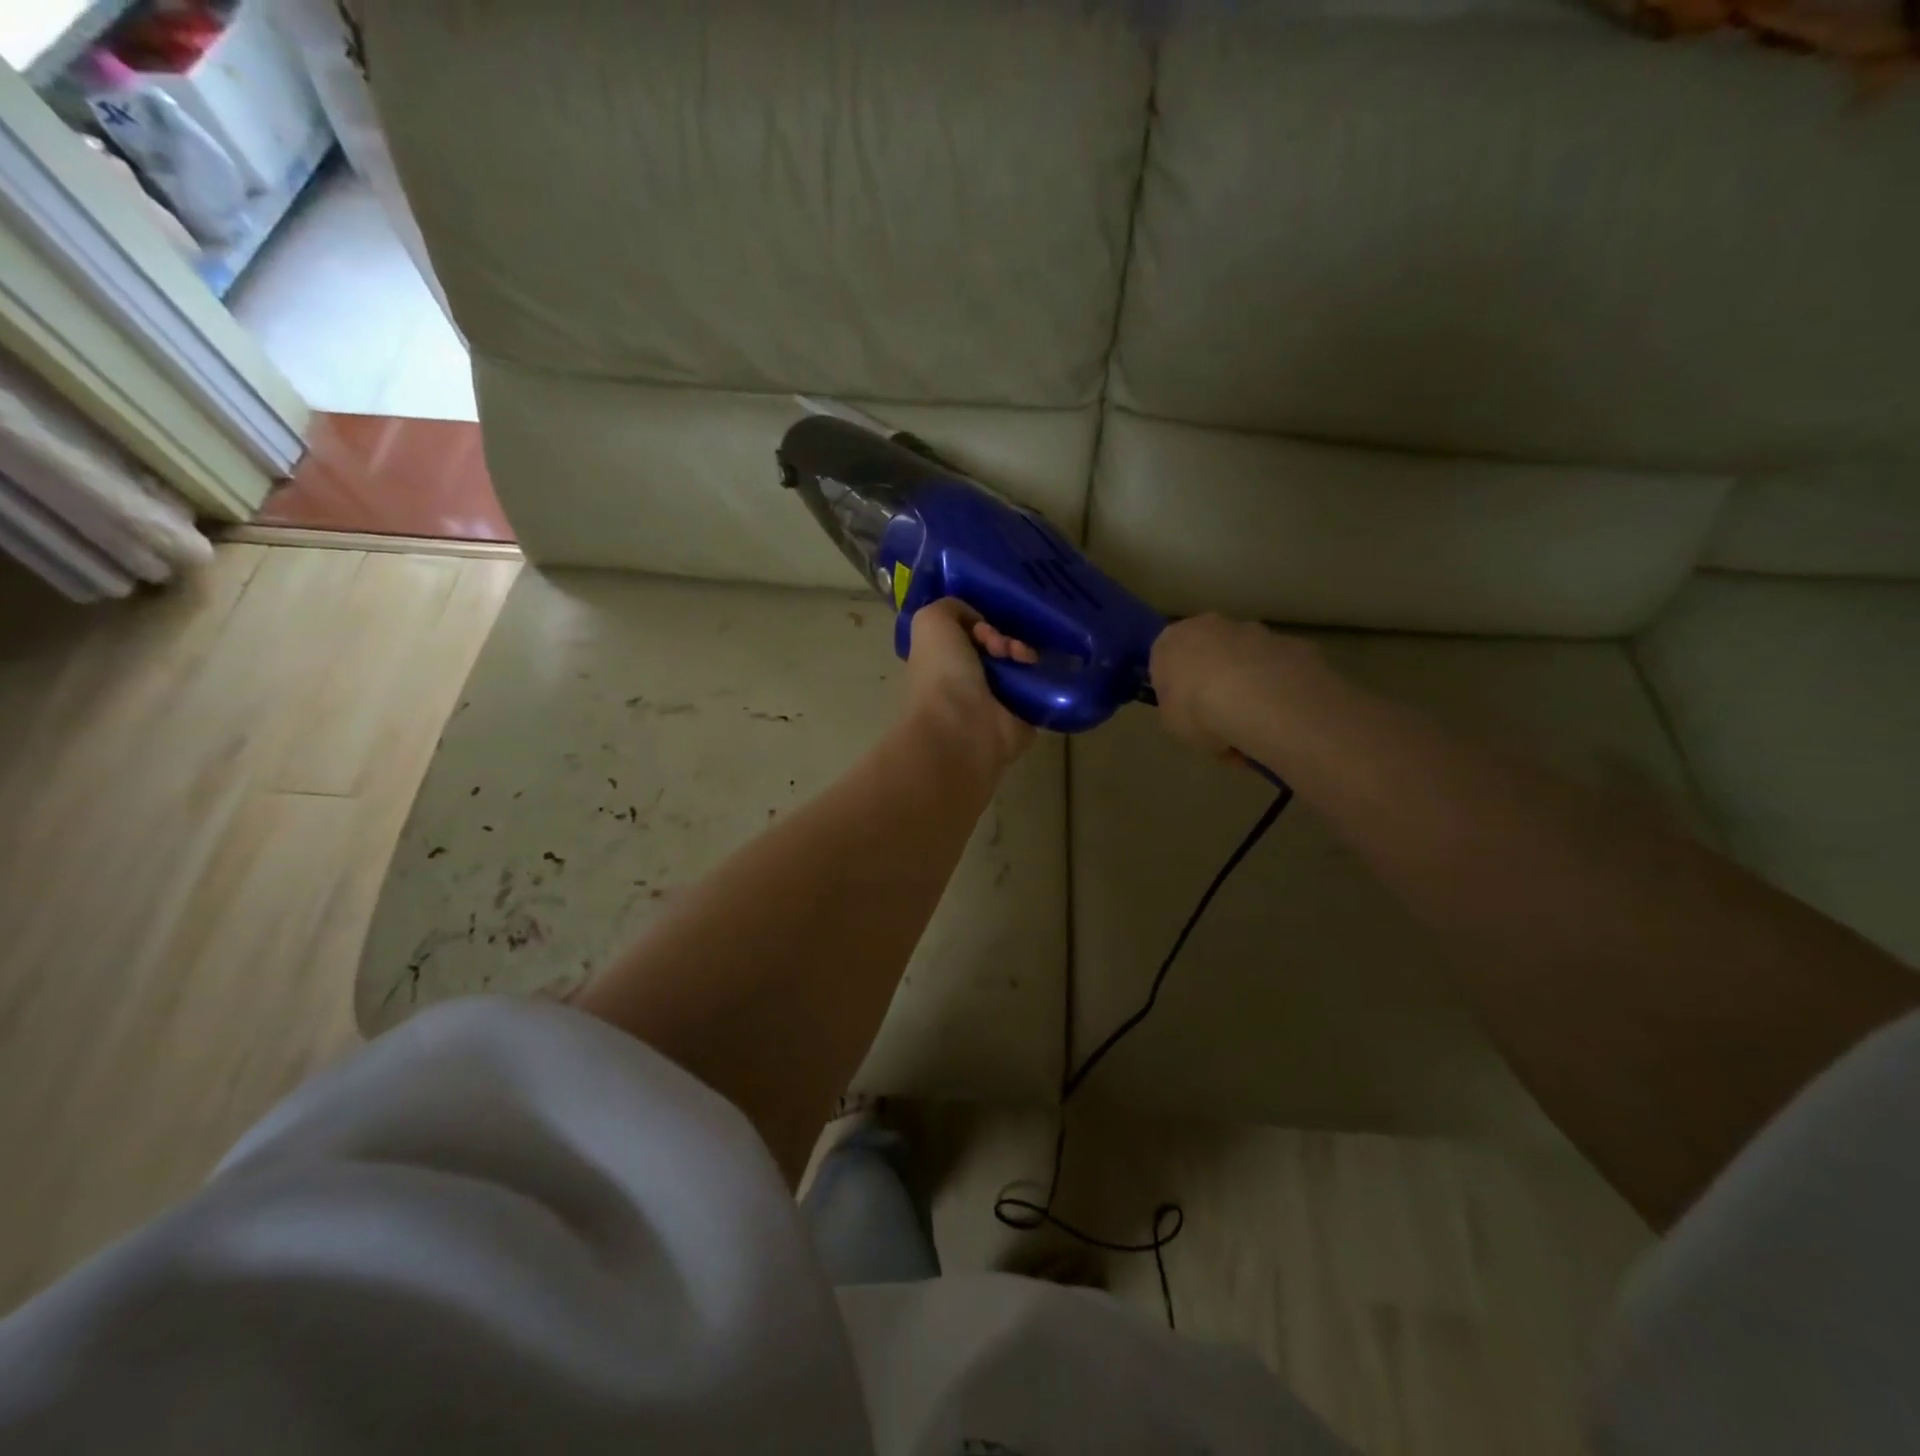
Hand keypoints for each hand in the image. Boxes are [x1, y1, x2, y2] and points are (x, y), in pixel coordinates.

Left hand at [905, 598, 1035, 772]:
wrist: (963, 727)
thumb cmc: (942, 674)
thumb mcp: (931, 622)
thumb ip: (950, 608)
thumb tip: (978, 622)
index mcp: (942, 663)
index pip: (968, 635)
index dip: (979, 623)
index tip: (983, 626)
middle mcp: (967, 682)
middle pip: (997, 647)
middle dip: (1005, 638)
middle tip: (1004, 647)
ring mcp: (996, 702)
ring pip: (1020, 666)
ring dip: (1025, 653)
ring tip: (1024, 658)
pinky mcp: (1023, 718)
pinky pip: (1040, 690)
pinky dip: (1044, 677)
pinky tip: (1036, 672)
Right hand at [1150, 614, 1323, 759]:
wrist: (1260, 701)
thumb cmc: (1198, 710)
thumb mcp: (1169, 723)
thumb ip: (1175, 710)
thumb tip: (1187, 710)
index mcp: (1170, 641)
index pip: (1165, 660)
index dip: (1175, 689)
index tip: (1185, 713)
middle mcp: (1210, 626)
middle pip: (1208, 654)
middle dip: (1213, 683)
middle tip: (1218, 721)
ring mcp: (1255, 631)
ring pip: (1245, 660)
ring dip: (1247, 687)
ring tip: (1253, 728)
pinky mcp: (1292, 644)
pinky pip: (1278, 671)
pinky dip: (1277, 691)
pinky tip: (1280, 720)